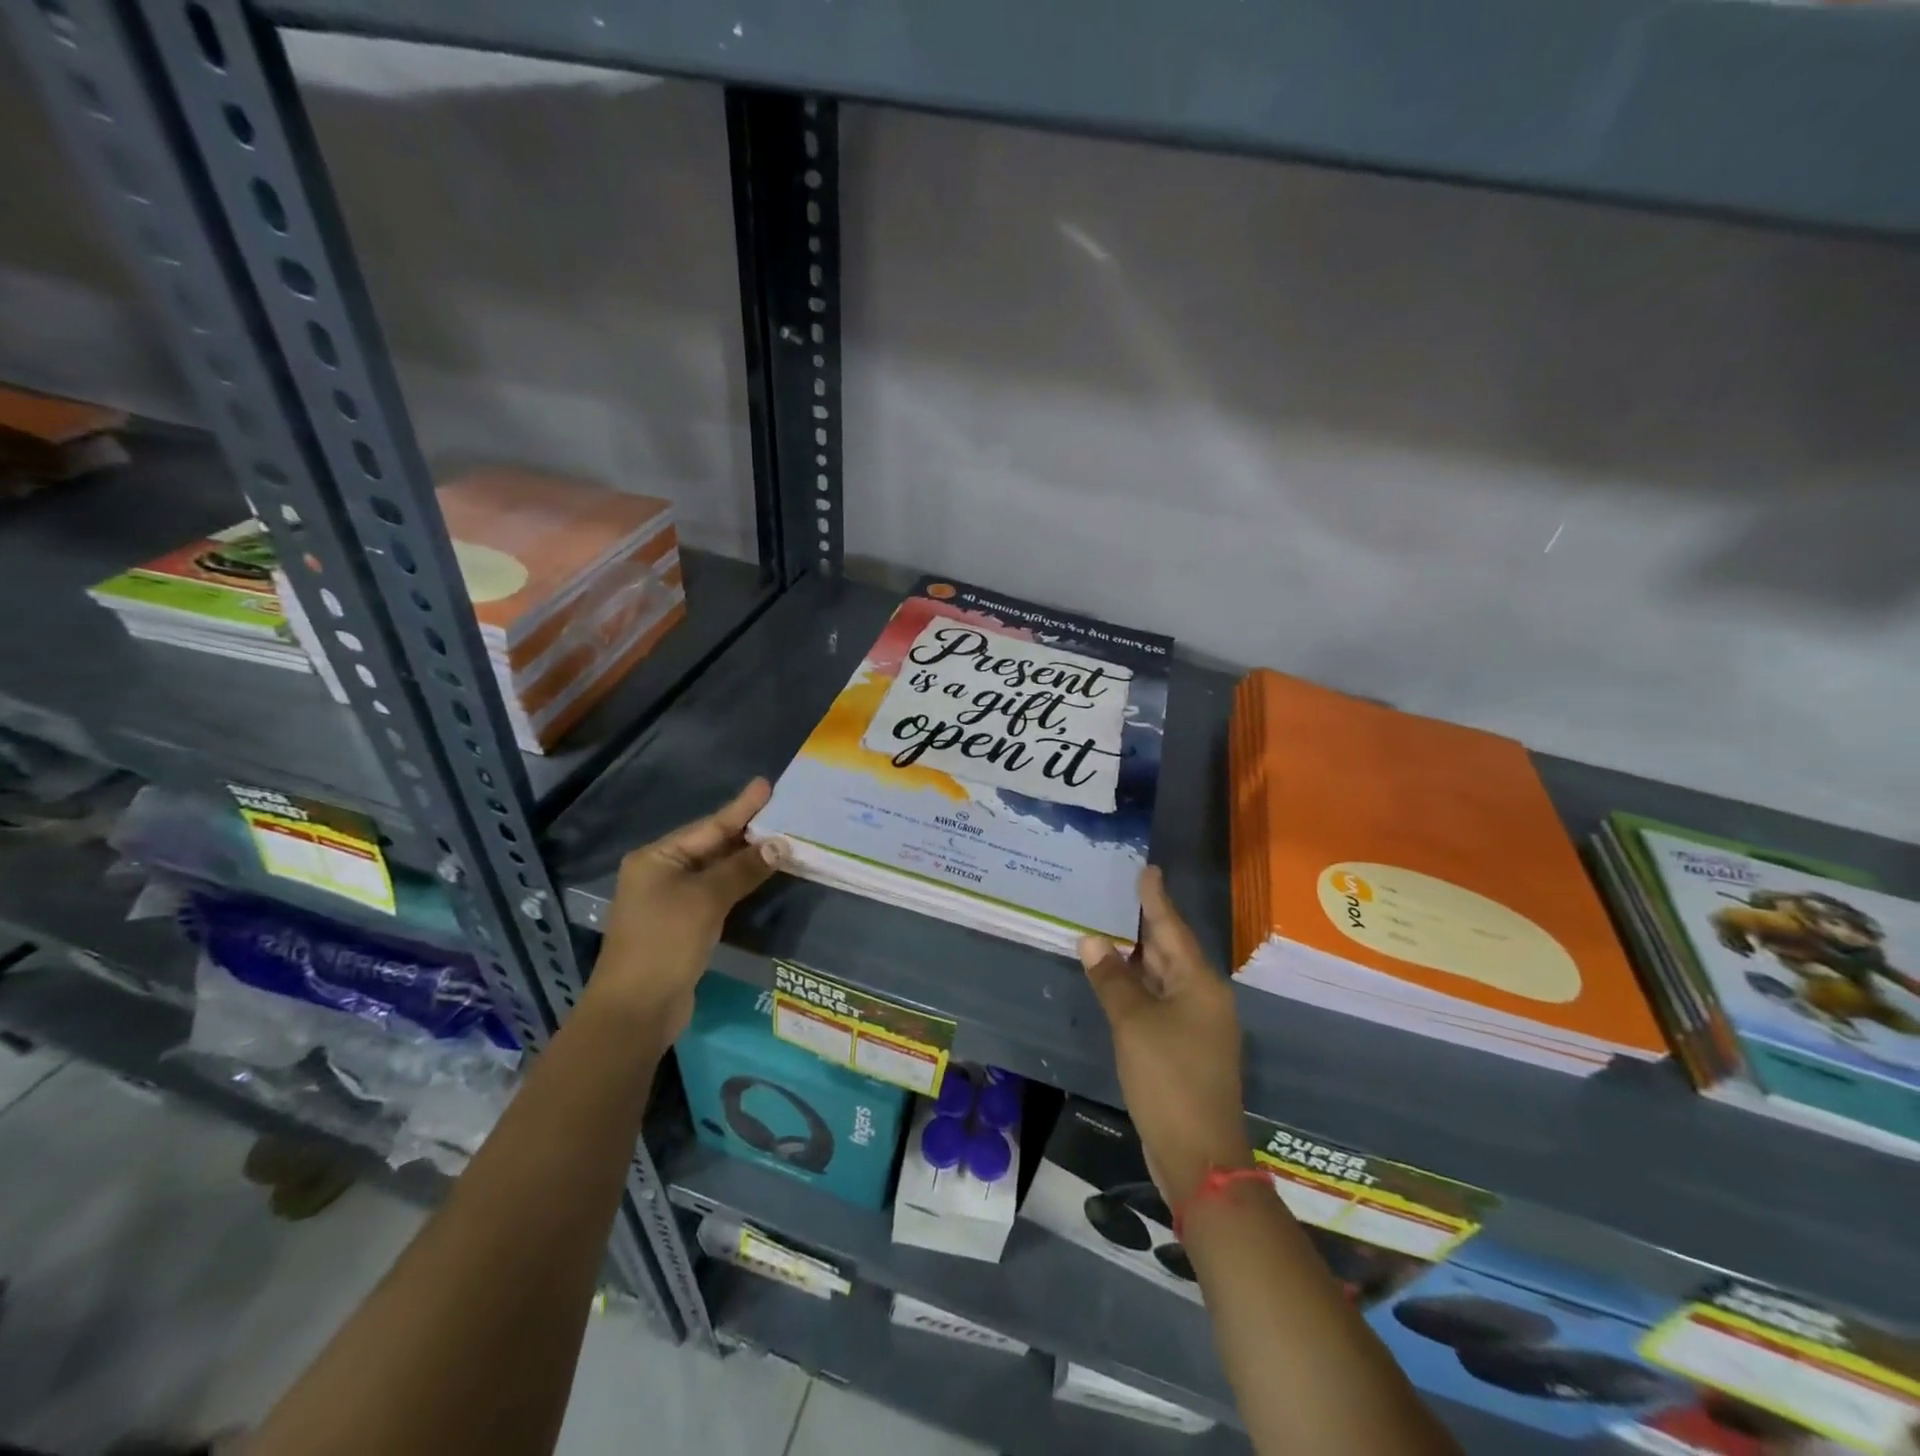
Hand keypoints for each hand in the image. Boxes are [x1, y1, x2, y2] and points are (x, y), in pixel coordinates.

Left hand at [589, 779, 781, 1041]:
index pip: (709, 827)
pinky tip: (760, 877)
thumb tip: (779, 845)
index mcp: (657, 858)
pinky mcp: (681, 925)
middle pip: (711, 846)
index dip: (741, 808)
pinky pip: (715, 894)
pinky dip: (738, 884)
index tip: (765, 785)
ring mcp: (669, 901)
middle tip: (782, 812)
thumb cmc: (665, 943)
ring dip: (746, 859)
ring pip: (715, 871)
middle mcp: (660, 873)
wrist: (635, 1009)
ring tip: (780, 840)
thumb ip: (742, 869)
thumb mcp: (706, 899)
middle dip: (747, 833)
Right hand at [1080, 866, 1251, 1205]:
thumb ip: (1112, 980)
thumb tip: (1091, 940)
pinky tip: (1117, 981)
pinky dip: (1139, 989)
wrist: (1200, 1157)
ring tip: (1112, 929)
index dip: (1156, 899)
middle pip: (1171, 952)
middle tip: (1121, 894)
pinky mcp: (1185, 1050)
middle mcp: (1204, 999)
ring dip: (1138, 958)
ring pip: (1164, 979)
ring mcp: (1197, 1027)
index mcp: (1200, 985)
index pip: (1172, 929)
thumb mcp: (1134, 1024)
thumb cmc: (1169, 1080)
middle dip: (1146, 926)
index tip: (1148, 870)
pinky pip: (1160, 1004)